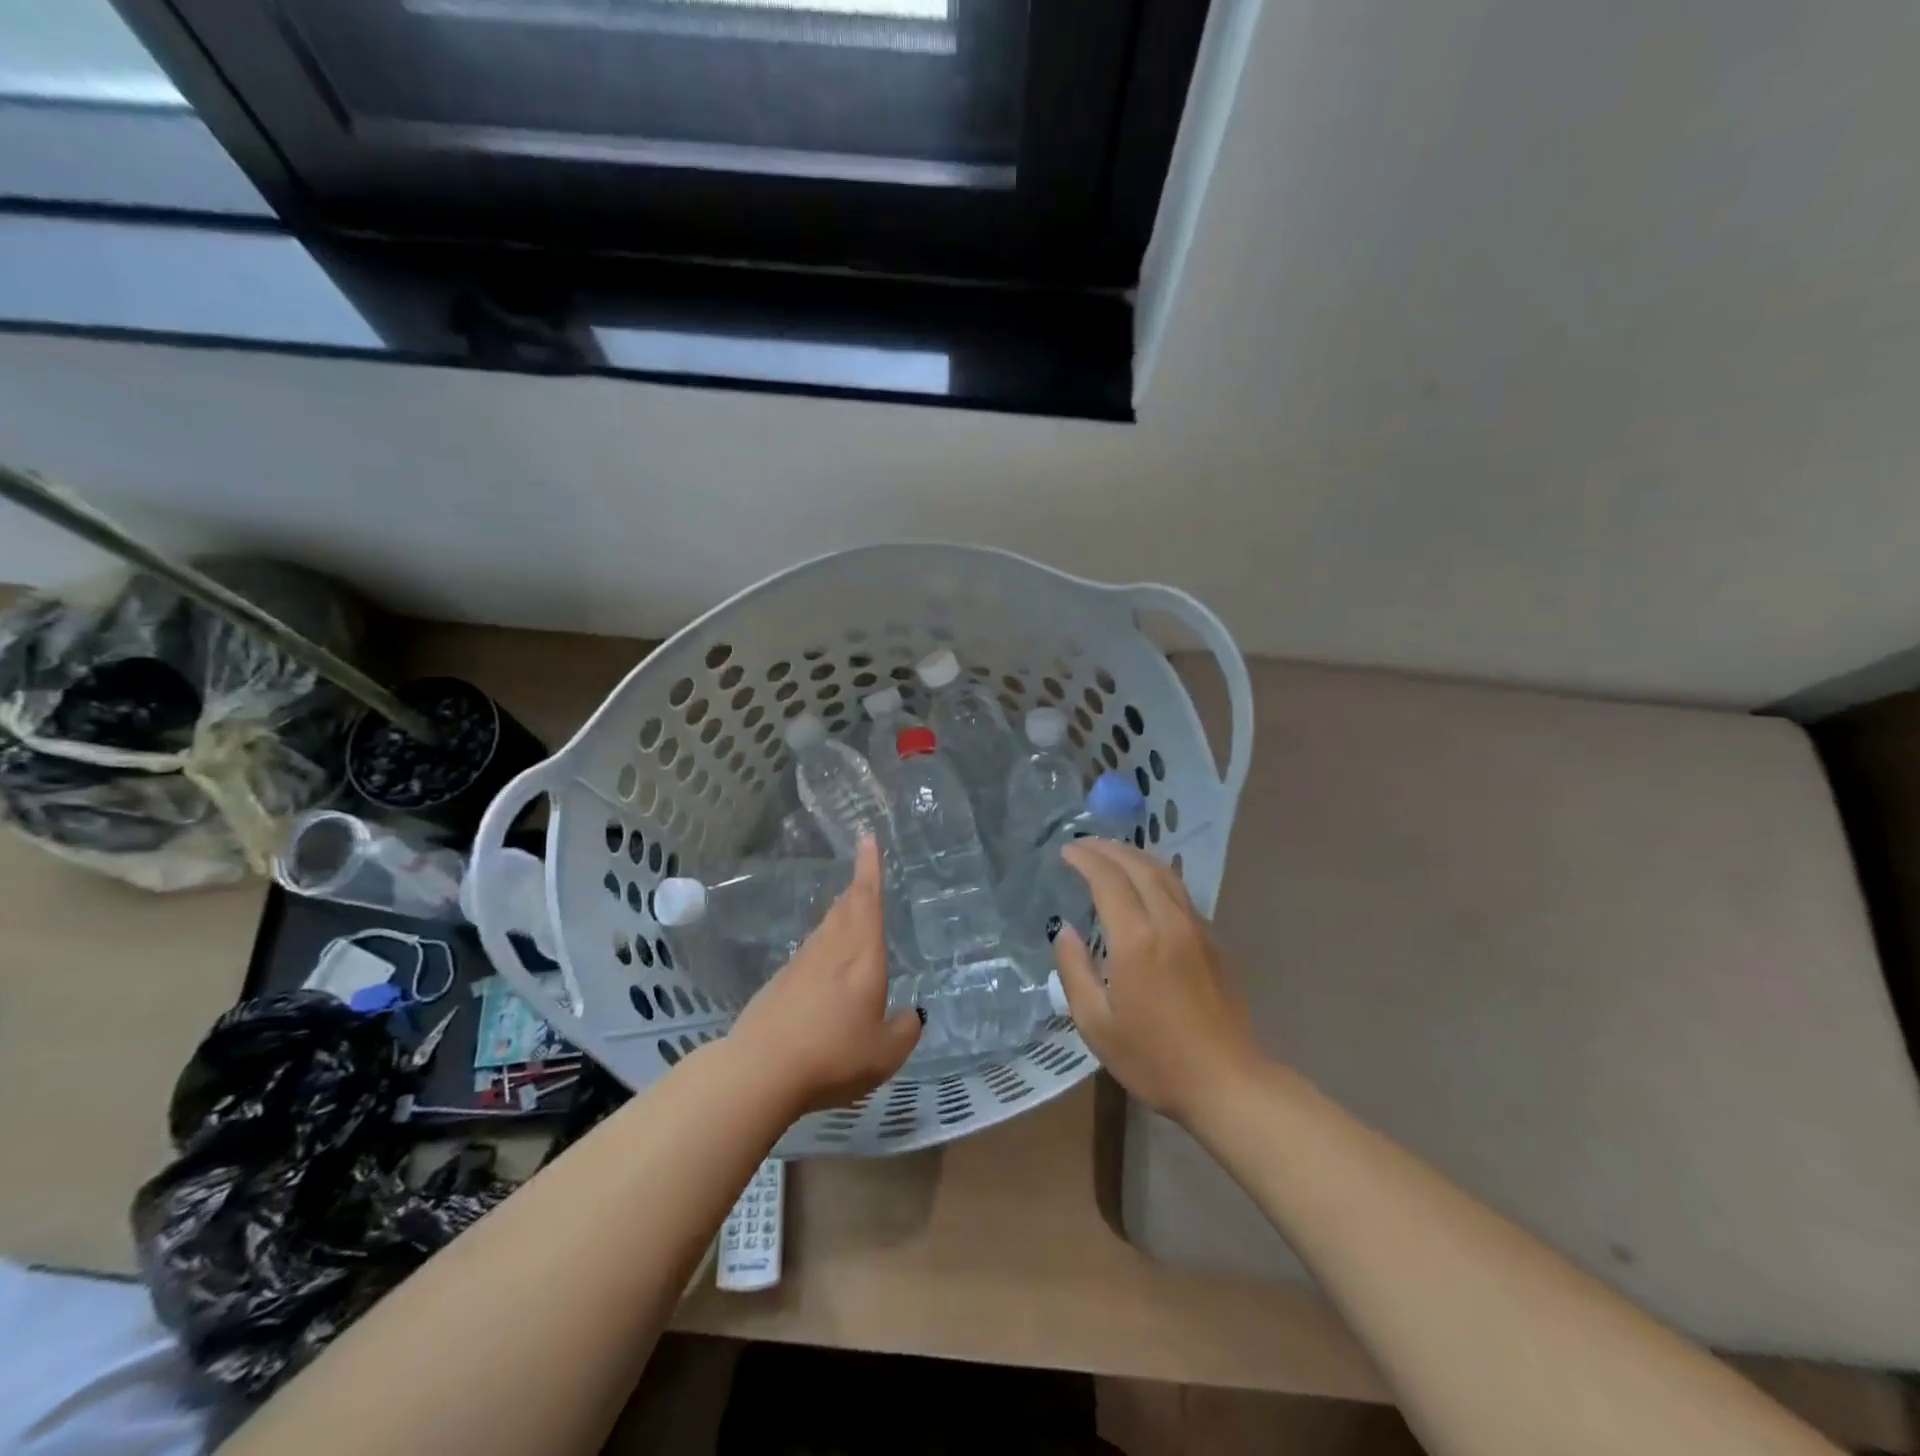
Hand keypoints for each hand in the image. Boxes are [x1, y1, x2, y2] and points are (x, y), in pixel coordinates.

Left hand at [726, 836, 921, 1114]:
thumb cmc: (833, 1054)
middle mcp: (831, 950)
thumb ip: (904, 1030)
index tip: (867, 838)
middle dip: (857, 888)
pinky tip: (826, 967)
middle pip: (845, 909)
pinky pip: (810, 953)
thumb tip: (910, 1015)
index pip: (867, 900)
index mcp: (861, 955)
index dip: (870, 868)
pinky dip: (824, 947)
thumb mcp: (885, 1052)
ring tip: (851, 913)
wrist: (760, 1070)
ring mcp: (800, 964)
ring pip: (826, 928)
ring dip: (841, 915)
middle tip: (865, 875)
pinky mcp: (779, 984)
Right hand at [1053, 839, 1261, 1123]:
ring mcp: (1196, 929)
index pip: (1108, 880)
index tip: (1066, 851)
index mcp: (1137, 940)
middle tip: (1084, 844)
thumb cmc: (1155, 1059)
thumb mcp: (1097, 1024)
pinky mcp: (1213, 941)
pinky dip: (1155, 874)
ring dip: (1135, 856)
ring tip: (1111, 853)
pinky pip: (1180, 891)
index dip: (1085, 859)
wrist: (1229, 1083)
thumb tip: (1065, 932)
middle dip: (1109, 849)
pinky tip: (1145, 884)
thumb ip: (1075, 971)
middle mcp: (1169, 923)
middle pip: (1139, 866)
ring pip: (1165, 874)